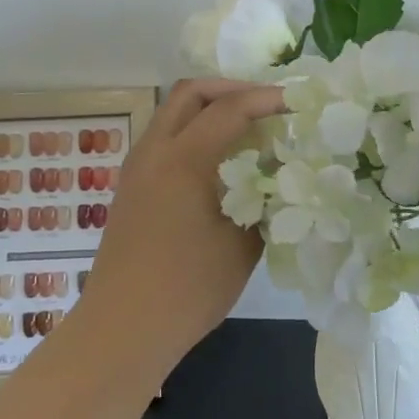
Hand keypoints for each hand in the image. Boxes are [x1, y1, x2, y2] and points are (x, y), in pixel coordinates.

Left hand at [76, 79, 285, 375]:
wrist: (121, 329)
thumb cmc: (186, 289)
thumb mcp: (241, 245)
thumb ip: (263, 201)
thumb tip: (278, 179)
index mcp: (183, 159)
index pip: (229, 109)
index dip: (266, 98)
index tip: (297, 100)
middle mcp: (154, 151)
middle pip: (190, 93)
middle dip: (230, 88)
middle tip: (265, 104)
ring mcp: (137, 167)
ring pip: (172, 112)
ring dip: (209, 108)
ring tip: (245, 127)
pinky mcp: (131, 186)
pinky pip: (164, 137)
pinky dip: (193, 130)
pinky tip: (217, 158)